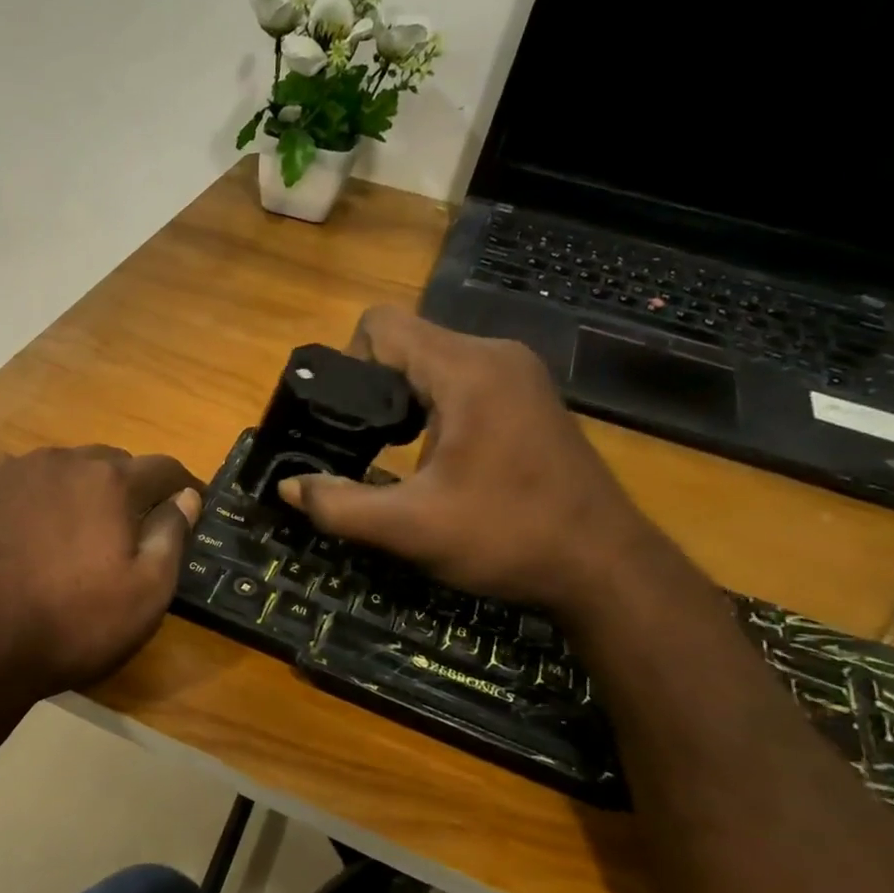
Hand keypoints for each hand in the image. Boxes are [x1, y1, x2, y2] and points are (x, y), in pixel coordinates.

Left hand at [0, 446, 202, 700]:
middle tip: (130, 528)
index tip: (191, 504)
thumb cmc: (71, 625)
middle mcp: (62, 461)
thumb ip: (171, 535)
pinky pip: (20, 481)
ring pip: (63, 470)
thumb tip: (187, 497)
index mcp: (110, 481)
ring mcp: (12, 472)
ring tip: (75, 531)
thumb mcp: (145, 594)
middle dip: (129, 488)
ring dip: (79, 491)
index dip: (183, 487)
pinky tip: (27, 529)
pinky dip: (35, 497)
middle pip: (111, 463)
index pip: (162, 468)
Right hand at [277, 306, 663, 614]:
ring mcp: (518, 374)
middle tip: (360, 445)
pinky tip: (435, 455)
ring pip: (433, 361)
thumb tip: (288, 486)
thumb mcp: (411, 529)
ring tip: (392, 453)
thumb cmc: (508, 538)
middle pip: (406, 341)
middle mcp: (494, 355)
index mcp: (466, 370)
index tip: (343, 419)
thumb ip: (339, 505)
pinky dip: (434, 406)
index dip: (347, 364)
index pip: (381, 325)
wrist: (605, 566)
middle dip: (372, 387)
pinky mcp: (528, 396)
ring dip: (403, 399)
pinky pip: (461, 379)